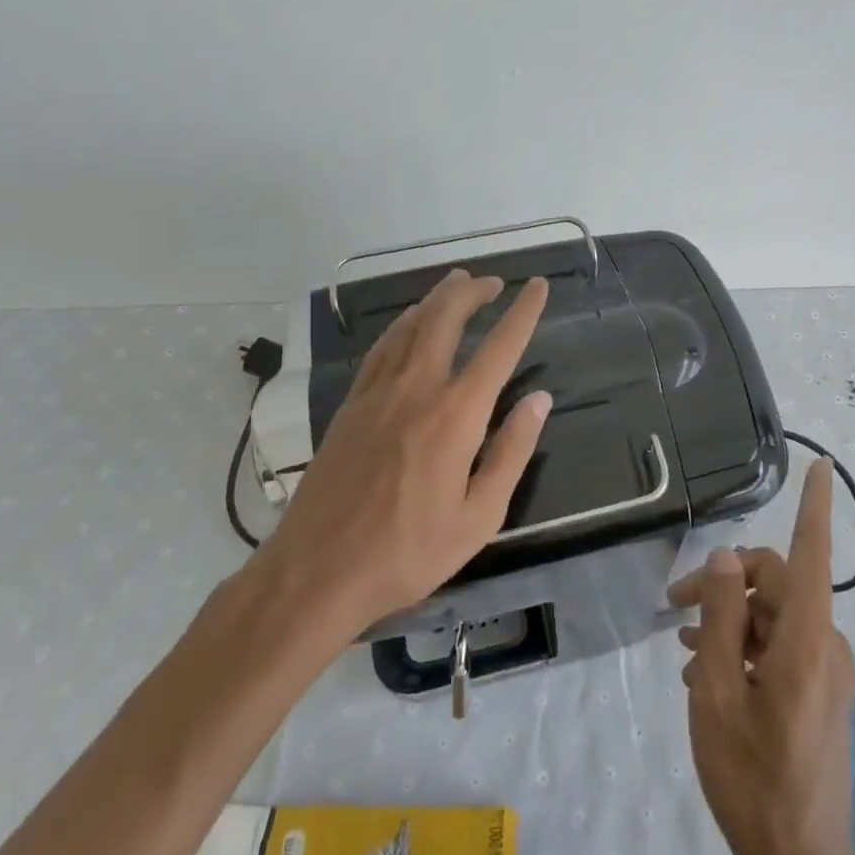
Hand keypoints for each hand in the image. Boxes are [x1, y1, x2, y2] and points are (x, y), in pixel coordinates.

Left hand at [249, 268, 551, 637]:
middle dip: (473, 292)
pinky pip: (381, 347)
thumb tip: (539, 400)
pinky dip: (403, 324)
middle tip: (494, 282)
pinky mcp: (349, 406)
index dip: (522, 313)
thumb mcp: (479, 517)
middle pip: (445, 319)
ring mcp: (376, 393)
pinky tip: (409, 324)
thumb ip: (512, 452)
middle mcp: (416, 389)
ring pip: (409, 325)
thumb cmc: (408, 553)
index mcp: (455, 416)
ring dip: (437, 299)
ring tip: (457, 285)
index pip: (498, 349)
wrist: (316, 572)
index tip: (538, 287)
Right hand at [669, 460, 854, 854]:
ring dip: (730, 620)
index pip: (811, 555)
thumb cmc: (750, 776)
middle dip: (725, 584)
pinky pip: (781, 644)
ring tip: (684, 649)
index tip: (823, 465)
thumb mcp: (719, 692)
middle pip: (775, 584)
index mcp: (805, 640)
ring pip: (773, 615)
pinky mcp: (821, 688)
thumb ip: (722, 618)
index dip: (816, 507)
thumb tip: (726, 556)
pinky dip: (745, 644)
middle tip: (674, 607)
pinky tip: (707, 669)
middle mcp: (825, 644)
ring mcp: (826, 669)